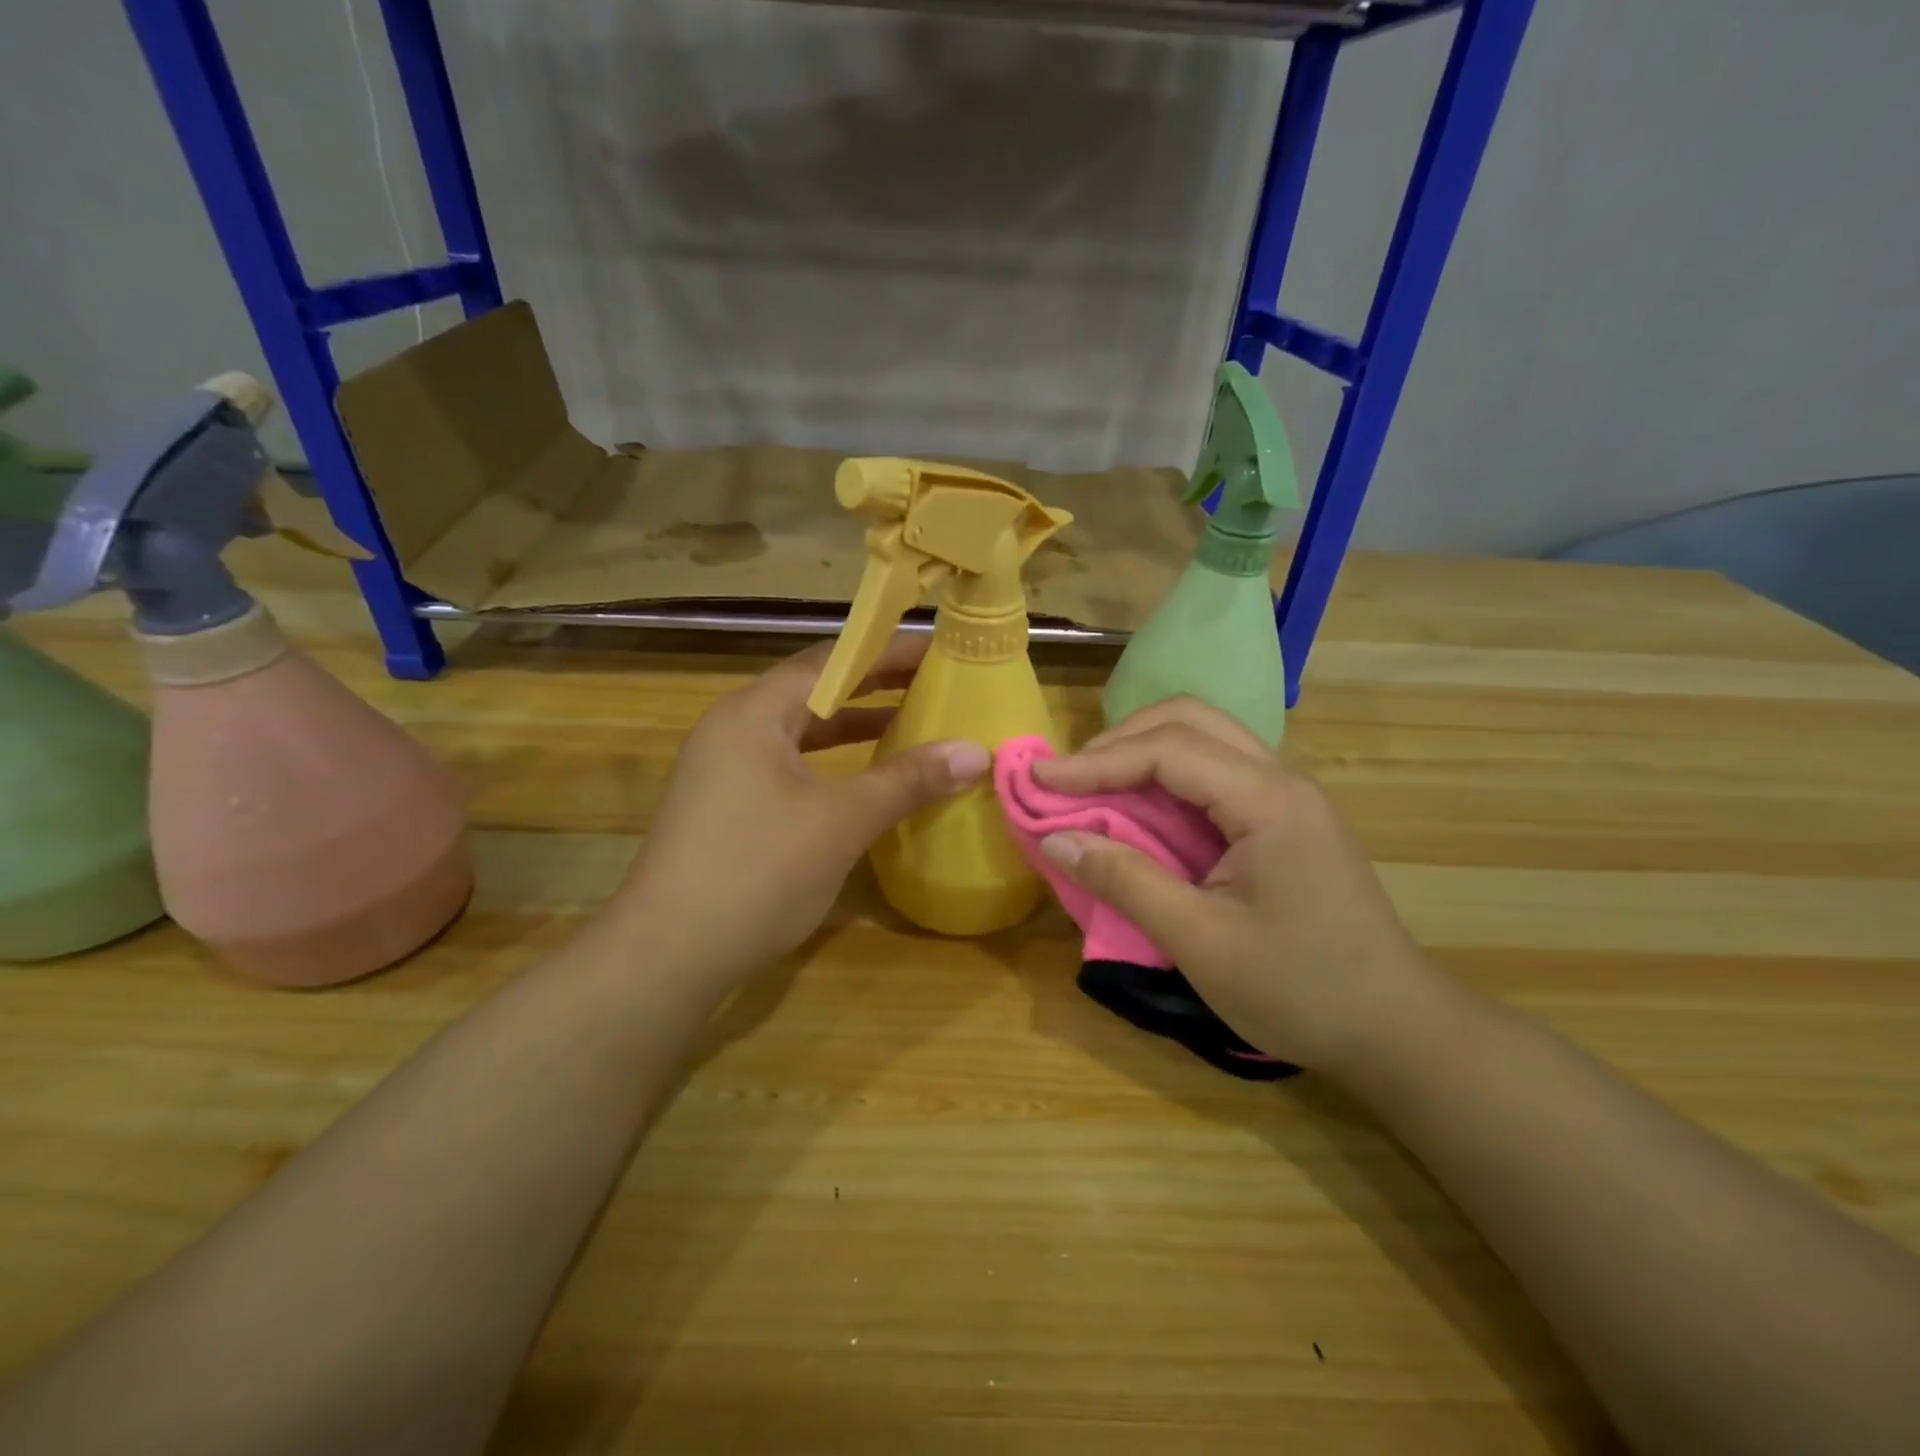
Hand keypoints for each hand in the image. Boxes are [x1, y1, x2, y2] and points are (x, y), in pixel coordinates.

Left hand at [612, 634, 989, 988]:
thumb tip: (975, 751)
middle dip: (874, 685)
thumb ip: (908, 780)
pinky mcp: (726, 804)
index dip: (888, 652)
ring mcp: (725, 767)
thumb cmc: (757, 871)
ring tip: (910, 720)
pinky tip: (864, 778)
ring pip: (801, 730)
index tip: (939, 650)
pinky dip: (831, 761)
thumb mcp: (842, 821)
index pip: (832, 660)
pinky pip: (789, 763)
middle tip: (934, 681)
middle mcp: (735, 727)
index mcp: (755, 712)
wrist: (667, 954)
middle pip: (815, 690)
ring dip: (853, 724)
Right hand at [1032, 697, 1448, 1077]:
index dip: (1096, 761)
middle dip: (1120, 740)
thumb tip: (1056, 839)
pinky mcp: (1286, 817)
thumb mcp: (1200, 942)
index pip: (1168, 750)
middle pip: (1190, 719)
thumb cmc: (1301, 990)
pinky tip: (1142, 807)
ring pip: (1205, 737)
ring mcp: (1289, 795)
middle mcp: (1282, 778)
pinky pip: (1216, 771)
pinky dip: (1167, 776)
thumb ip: (1125, 882)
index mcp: (1268, 801)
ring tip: (1094, 786)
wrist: (1397, 1030)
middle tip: (1069, 778)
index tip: (1039, 780)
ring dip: (1143, 750)